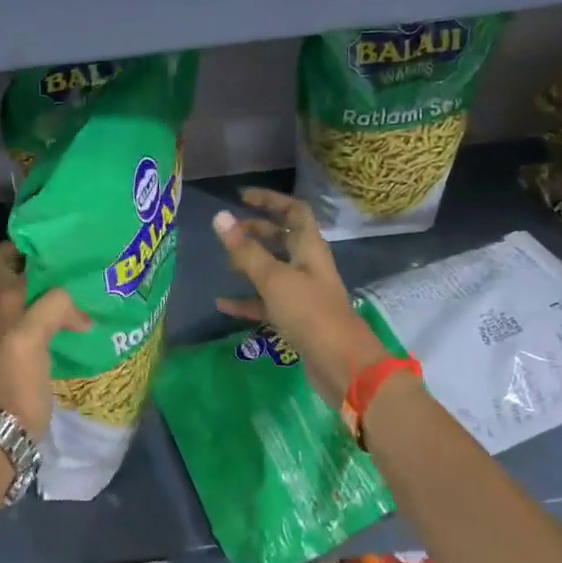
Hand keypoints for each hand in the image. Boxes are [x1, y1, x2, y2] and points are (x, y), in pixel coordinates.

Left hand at [0, 241, 90, 438]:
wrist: (10, 425)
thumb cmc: (16, 378)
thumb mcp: (31, 335)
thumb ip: (54, 307)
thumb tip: (83, 310)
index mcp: (4, 300)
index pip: (1, 257)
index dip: (20, 242)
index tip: (52, 235)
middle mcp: (7, 310)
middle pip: (11, 275)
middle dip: (34, 262)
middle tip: (64, 258)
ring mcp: (18, 331)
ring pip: (30, 297)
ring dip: (50, 288)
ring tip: (80, 281)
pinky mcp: (33, 350)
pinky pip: (46, 320)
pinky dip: (61, 313)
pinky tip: (84, 315)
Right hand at [212, 189, 387, 399]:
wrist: (342, 365)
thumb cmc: (310, 312)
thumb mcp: (274, 278)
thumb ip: (245, 250)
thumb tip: (219, 217)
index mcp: (309, 248)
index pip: (294, 211)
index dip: (271, 200)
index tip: (242, 197)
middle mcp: (308, 266)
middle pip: (283, 238)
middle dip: (257, 231)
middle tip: (229, 230)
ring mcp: (302, 293)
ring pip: (273, 270)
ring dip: (251, 265)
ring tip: (224, 264)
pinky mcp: (296, 319)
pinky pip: (267, 303)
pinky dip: (247, 300)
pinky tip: (223, 304)